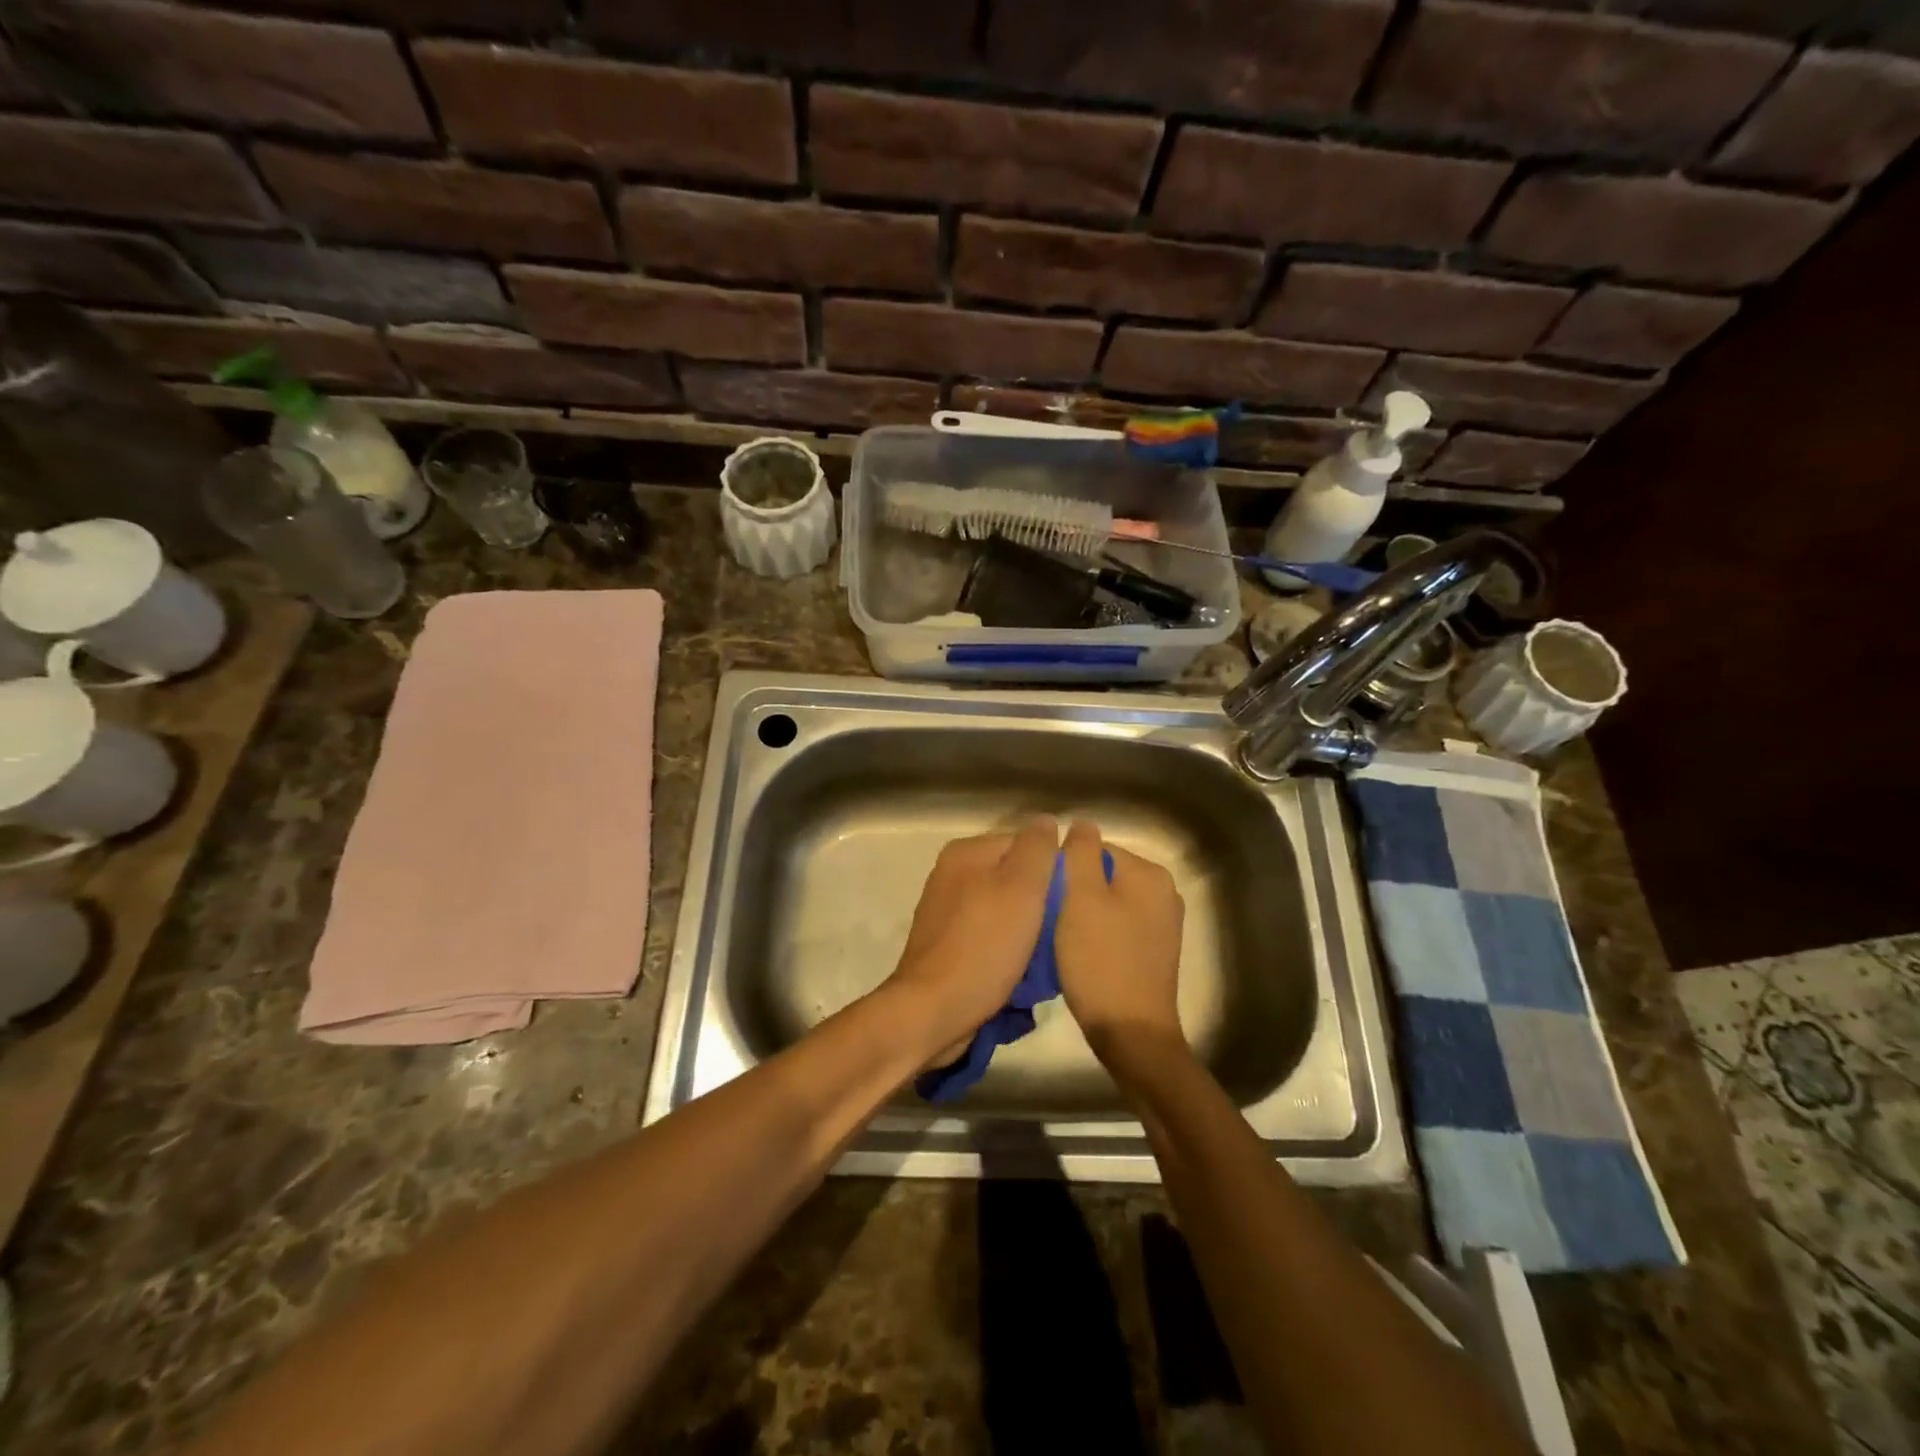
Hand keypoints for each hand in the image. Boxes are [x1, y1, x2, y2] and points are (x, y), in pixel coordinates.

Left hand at [881, 818, 1059, 1066]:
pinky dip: (1008, 950)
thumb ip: (1037, 849)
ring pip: (1005, 910)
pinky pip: (990, 937)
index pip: (1026, 844)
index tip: (1073, 900)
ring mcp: (947, 912)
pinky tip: (1022, 972)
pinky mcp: (947, 946)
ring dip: (1028, 931)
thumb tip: (1047, 820)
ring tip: (1047, 956)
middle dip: (1041, 903)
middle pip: (1015, 878)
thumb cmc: (983, 946)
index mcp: (967, 853)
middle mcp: (952, 875)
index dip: (1054, 869)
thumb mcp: (1021, 888)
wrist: (933, 1011)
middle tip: (1063, 931)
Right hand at [1055, 820, 1185, 1057]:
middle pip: (1103, 874)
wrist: (1131, 1032)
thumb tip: (1082, 823)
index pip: (1094, 849)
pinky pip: (1118, 926)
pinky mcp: (1155, 951)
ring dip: (1083, 914)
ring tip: (1061, 938)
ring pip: (1108, 902)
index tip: (1044, 896)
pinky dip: (1098, 934)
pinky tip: (1080, 954)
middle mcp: (1164, 892)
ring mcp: (1163, 923)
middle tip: (1049, 918)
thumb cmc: (1101, 960)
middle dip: (1074, 891)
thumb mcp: (1080, 898)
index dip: (1064, 868)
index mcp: (1149, 873)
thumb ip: (1079, 852)